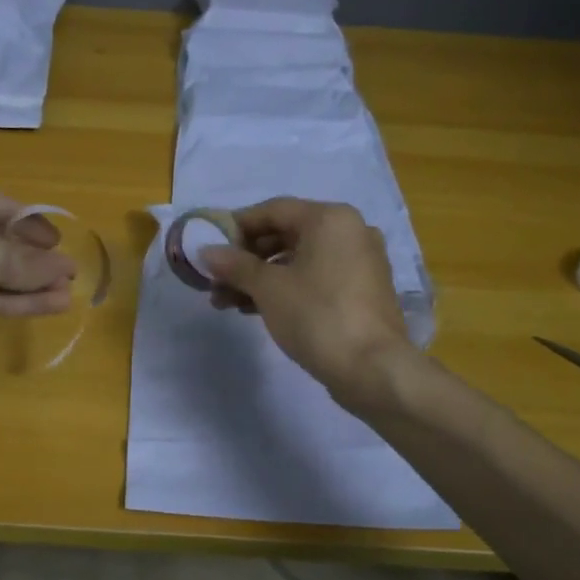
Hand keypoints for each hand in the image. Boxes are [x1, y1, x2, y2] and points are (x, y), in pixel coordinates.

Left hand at [0, 180, 75, 370]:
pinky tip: (48, 307)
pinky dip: (14, 301)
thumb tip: (66, 269)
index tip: (62, 246)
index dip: (35, 225)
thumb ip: (30, 263)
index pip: (3, 207)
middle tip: (69, 276)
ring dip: (29, 284)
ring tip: (67, 296)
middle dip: (35, 259)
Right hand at [199, 198, 412, 407]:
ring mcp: (359, 262)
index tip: (209, 248)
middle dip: (245, 259)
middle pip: (285, 235)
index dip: (236, 227)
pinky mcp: (360, 291)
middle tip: (214, 281)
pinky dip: (285, 289)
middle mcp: (349, 232)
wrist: (372, 369)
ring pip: (298, 261)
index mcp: (330, 219)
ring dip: (260, 278)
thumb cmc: (317, 316)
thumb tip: (206, 252)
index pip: (272, 210)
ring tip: (226, 303)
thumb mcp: (268, 288)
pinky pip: (314, 278)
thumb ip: (235, 265)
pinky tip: (254, 309)